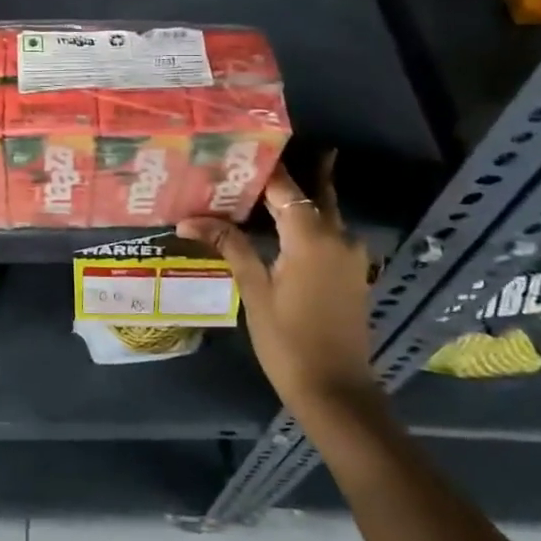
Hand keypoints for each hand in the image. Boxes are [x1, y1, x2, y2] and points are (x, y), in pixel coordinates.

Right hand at [178, 154, 376, 414]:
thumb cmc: (288, 340)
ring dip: (298, 197)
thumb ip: (229, 245)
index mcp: (312, 236)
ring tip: (263, 184)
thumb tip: (188, 219)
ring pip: (323, 211)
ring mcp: (350, 255)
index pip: (284, 187)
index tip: (238, 149)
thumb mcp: (254, 290)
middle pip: (312, 192)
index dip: (262, 168)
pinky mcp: (352, 272)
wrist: (336, 391)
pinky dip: (307, 221)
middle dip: (288, 174)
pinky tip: (281, 224)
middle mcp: (337, 236)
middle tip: (256, 155)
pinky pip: (328, 232)